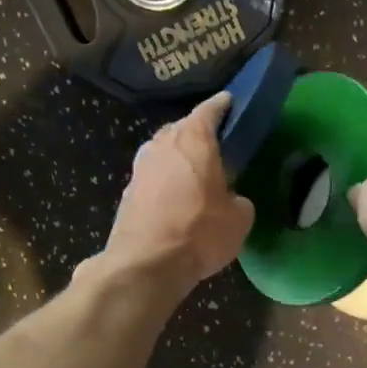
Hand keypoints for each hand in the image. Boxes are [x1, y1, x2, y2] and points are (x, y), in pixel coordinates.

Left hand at [86, 92, 254, 297]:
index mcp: (193, 139)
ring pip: (164, 153)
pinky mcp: (127, 193)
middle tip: (216, 147)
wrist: (146, 264)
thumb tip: (231, 199)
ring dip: (178, 160)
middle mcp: (162, 144)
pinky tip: (175, 199)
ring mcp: (140, 168)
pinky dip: (165, 183)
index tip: (231, 104)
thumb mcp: (239, 219)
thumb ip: (238, 200)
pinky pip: (153, 178)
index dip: (223, 106)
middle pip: (182, 129)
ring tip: (195, 175)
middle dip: (198, 134)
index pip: (210, 109)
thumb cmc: (199, 232)